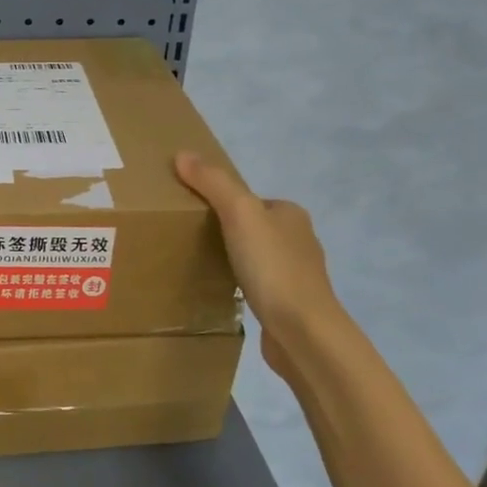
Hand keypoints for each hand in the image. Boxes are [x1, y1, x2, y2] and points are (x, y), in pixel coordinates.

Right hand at [174, 151, 345, 379]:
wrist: (303, 333)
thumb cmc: (273, 267)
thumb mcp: (239, 213)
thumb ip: (213, 182)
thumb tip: (182, 154)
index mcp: (291, 215)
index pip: (250, 199)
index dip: (222, 202)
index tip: (193, 213)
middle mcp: (299, 241)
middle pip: (253, 227)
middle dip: (227, 231)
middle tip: (191, 239)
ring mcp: (297, 276)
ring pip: (258, 257)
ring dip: (236, 259)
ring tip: (202, 265)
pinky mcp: (289, 305)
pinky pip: (259, 286)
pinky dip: (243, 285)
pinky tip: (226, 293)